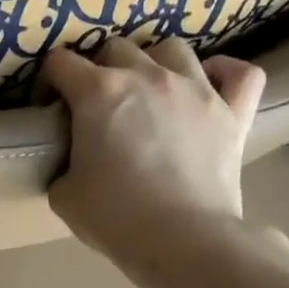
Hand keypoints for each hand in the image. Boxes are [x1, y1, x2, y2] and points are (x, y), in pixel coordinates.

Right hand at [42, 37, 265, 287]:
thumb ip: (63, 164)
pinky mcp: (234, 111)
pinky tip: (209, 85)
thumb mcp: (63, 194)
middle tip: (96, 102)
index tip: (49, 106)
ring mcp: (197, 89)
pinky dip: (223, 72)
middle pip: (116, 48)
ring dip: (153, 62)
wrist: (182, 239)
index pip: (61, 63)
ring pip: (172, 49)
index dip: (48, 81)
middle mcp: (147, 76)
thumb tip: (74, 160)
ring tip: (149, 89)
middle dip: (98, 68)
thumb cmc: (114, 216)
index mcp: (98, 93)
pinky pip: (239, 72)